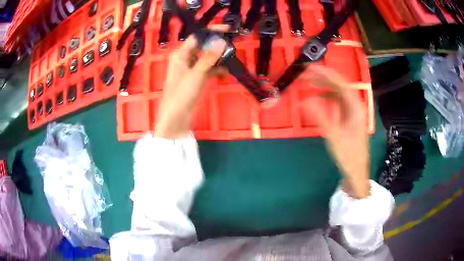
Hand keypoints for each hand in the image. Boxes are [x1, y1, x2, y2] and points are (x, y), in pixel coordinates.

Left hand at [155, 26, 227, 137]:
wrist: (176, 119)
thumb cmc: (181, 95)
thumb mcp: (196, 75)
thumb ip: (208, 58)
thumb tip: (221, 41)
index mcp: (180, 55)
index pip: (197, 37)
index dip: (211, 32)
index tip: (227, 30)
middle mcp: (186, 59)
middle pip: (204, 47)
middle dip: (217, 47)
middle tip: (232, 48)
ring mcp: (192, 69)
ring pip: (208, 58)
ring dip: (219, 60)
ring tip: (230, 62)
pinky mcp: (197, 79)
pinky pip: (209, 70)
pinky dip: (217, 71)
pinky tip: (225, 75)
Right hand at [303, 66, 369, 198]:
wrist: (356, 171)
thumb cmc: (348, 155)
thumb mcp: (334, 136)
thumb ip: (320, 116)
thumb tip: (304, 100)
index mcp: (356, 108)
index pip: (342, 84)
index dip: (327, 74)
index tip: (312, 68)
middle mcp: (355, 106)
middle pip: (339, 87)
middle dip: (323, 79)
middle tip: (306, 74)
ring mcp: (352, 112)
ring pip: (337, 94)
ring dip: (323, 87)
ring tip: (308, 83)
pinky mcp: (348, 118)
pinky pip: (336, 103)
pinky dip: (326, 99)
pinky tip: (317, 99)